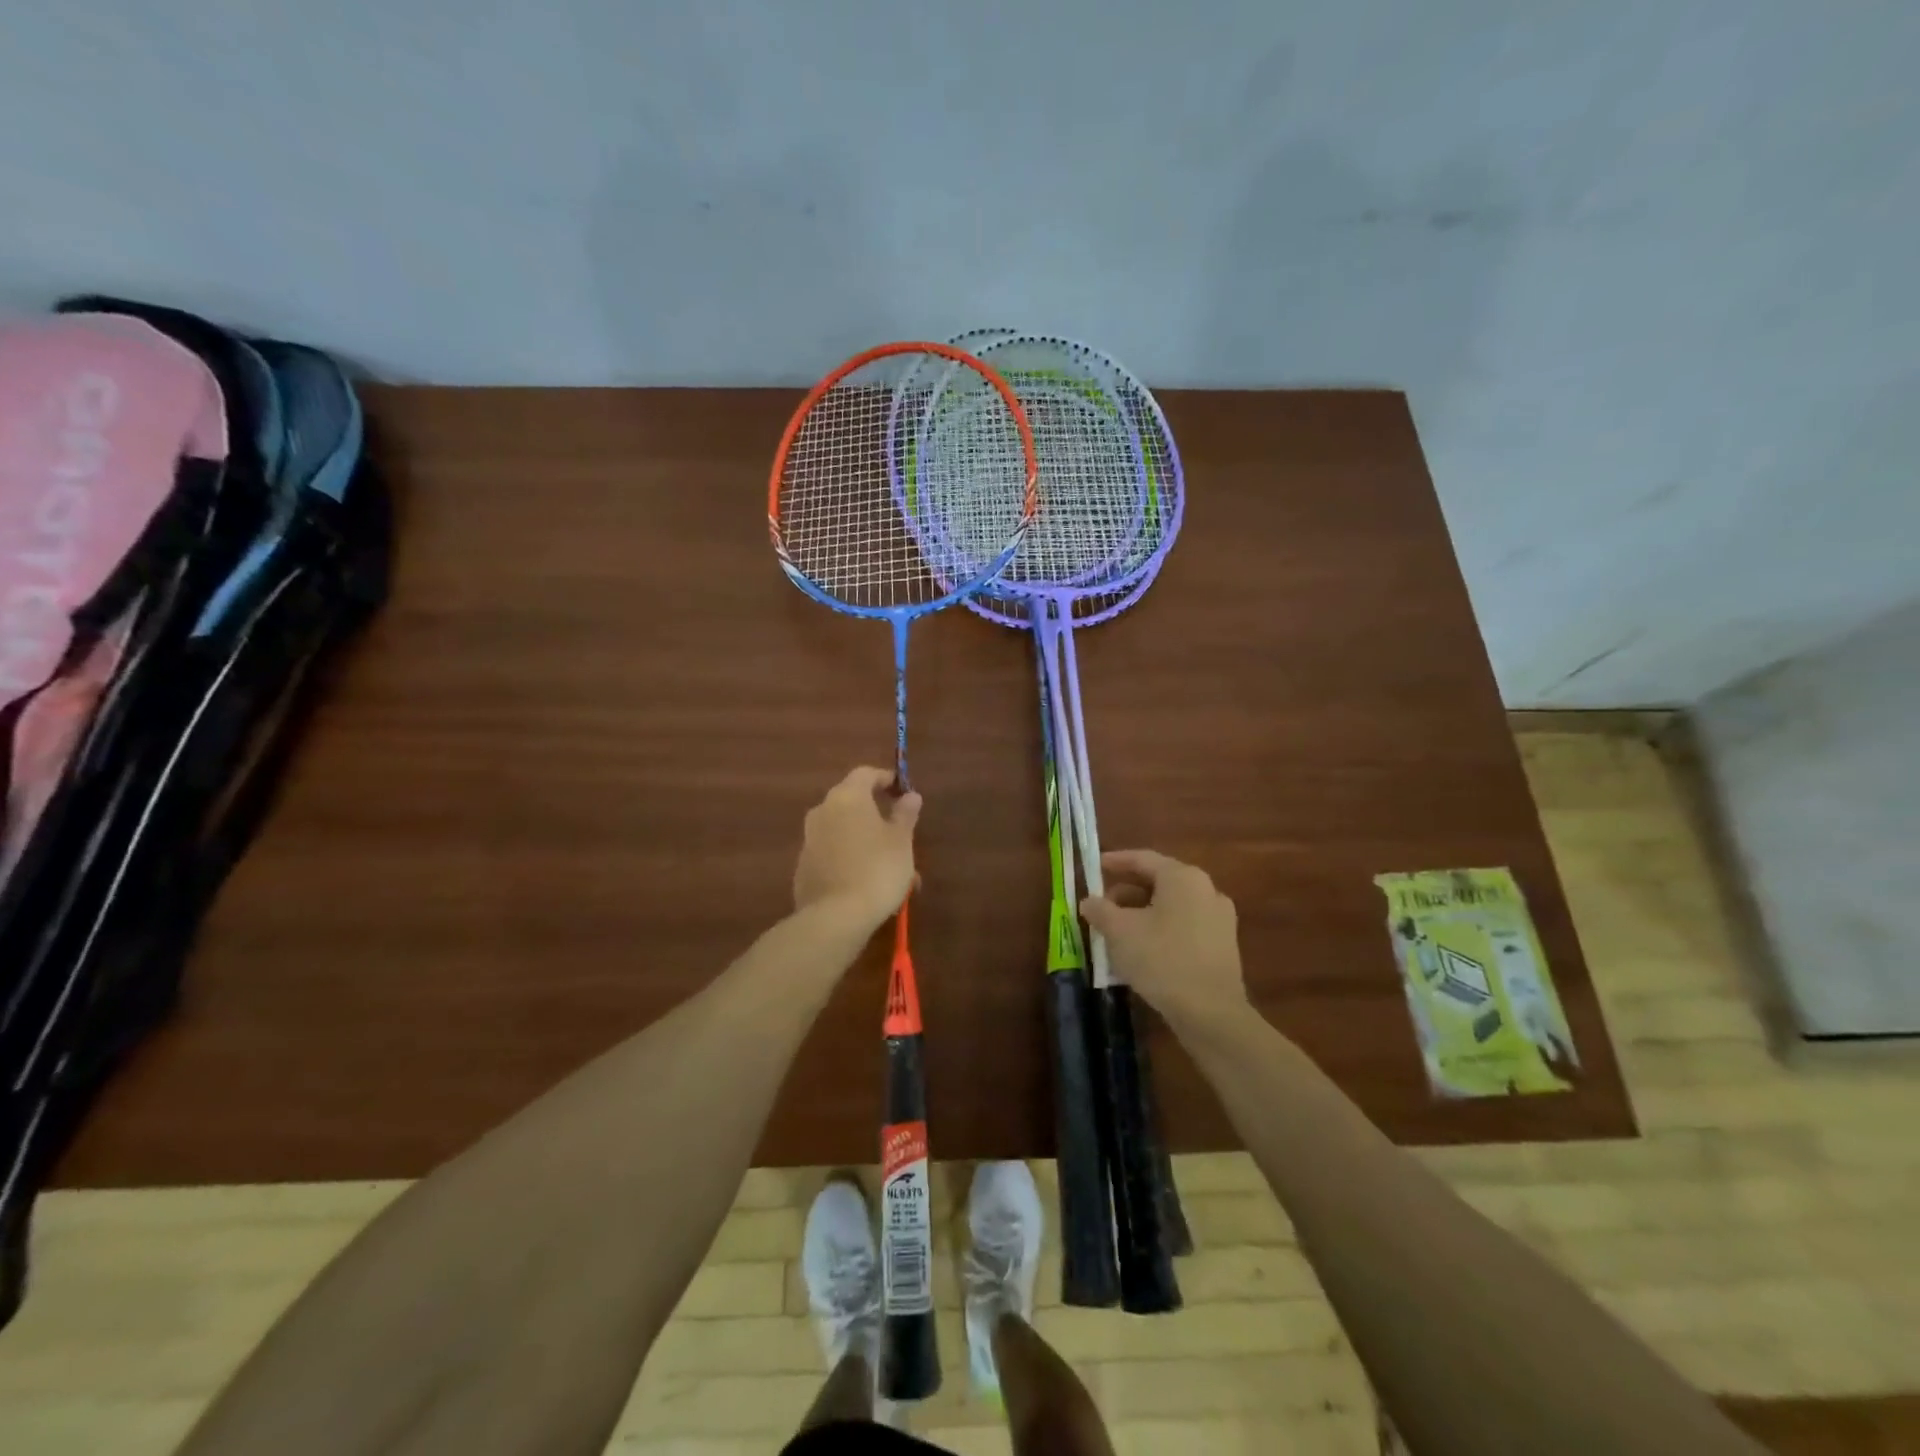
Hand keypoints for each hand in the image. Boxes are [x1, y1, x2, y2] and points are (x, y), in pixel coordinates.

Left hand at [792, 767, 921, 932]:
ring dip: (866, 842)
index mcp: (847, 797)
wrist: (835, 918)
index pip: (866, 774)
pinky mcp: (803, 867)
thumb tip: (910, 796)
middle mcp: (822, 811)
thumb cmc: (877, 870)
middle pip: (852, 803)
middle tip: (901, 834)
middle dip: (877, 815)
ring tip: (892, 869)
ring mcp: (809, 840)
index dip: (886, 779)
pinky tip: (868, 883)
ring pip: (844, 832)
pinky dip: (850, 859)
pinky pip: (832, 853)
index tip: (902, 792)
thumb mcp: (901, 841)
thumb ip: (905, 814)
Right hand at [1081, 850, 1247, 1033]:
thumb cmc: (1161, 959)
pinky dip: (1161, 929)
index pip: (1143, 859)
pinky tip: (1142, 950)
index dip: (1115, 861)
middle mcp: (1206, 890)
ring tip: (1117, 930)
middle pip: (1159, 882)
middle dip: (1127, 892)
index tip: (1094, 866)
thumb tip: (1089, 901)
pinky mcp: (1223, 946)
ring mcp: (1219, 919)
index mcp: (1183, 878)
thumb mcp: (1119, 932)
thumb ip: (1100, 910)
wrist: (1211, 1012)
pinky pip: (1185, 926)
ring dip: (1142, 913)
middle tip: (1102, 904)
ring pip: (1172, 906)